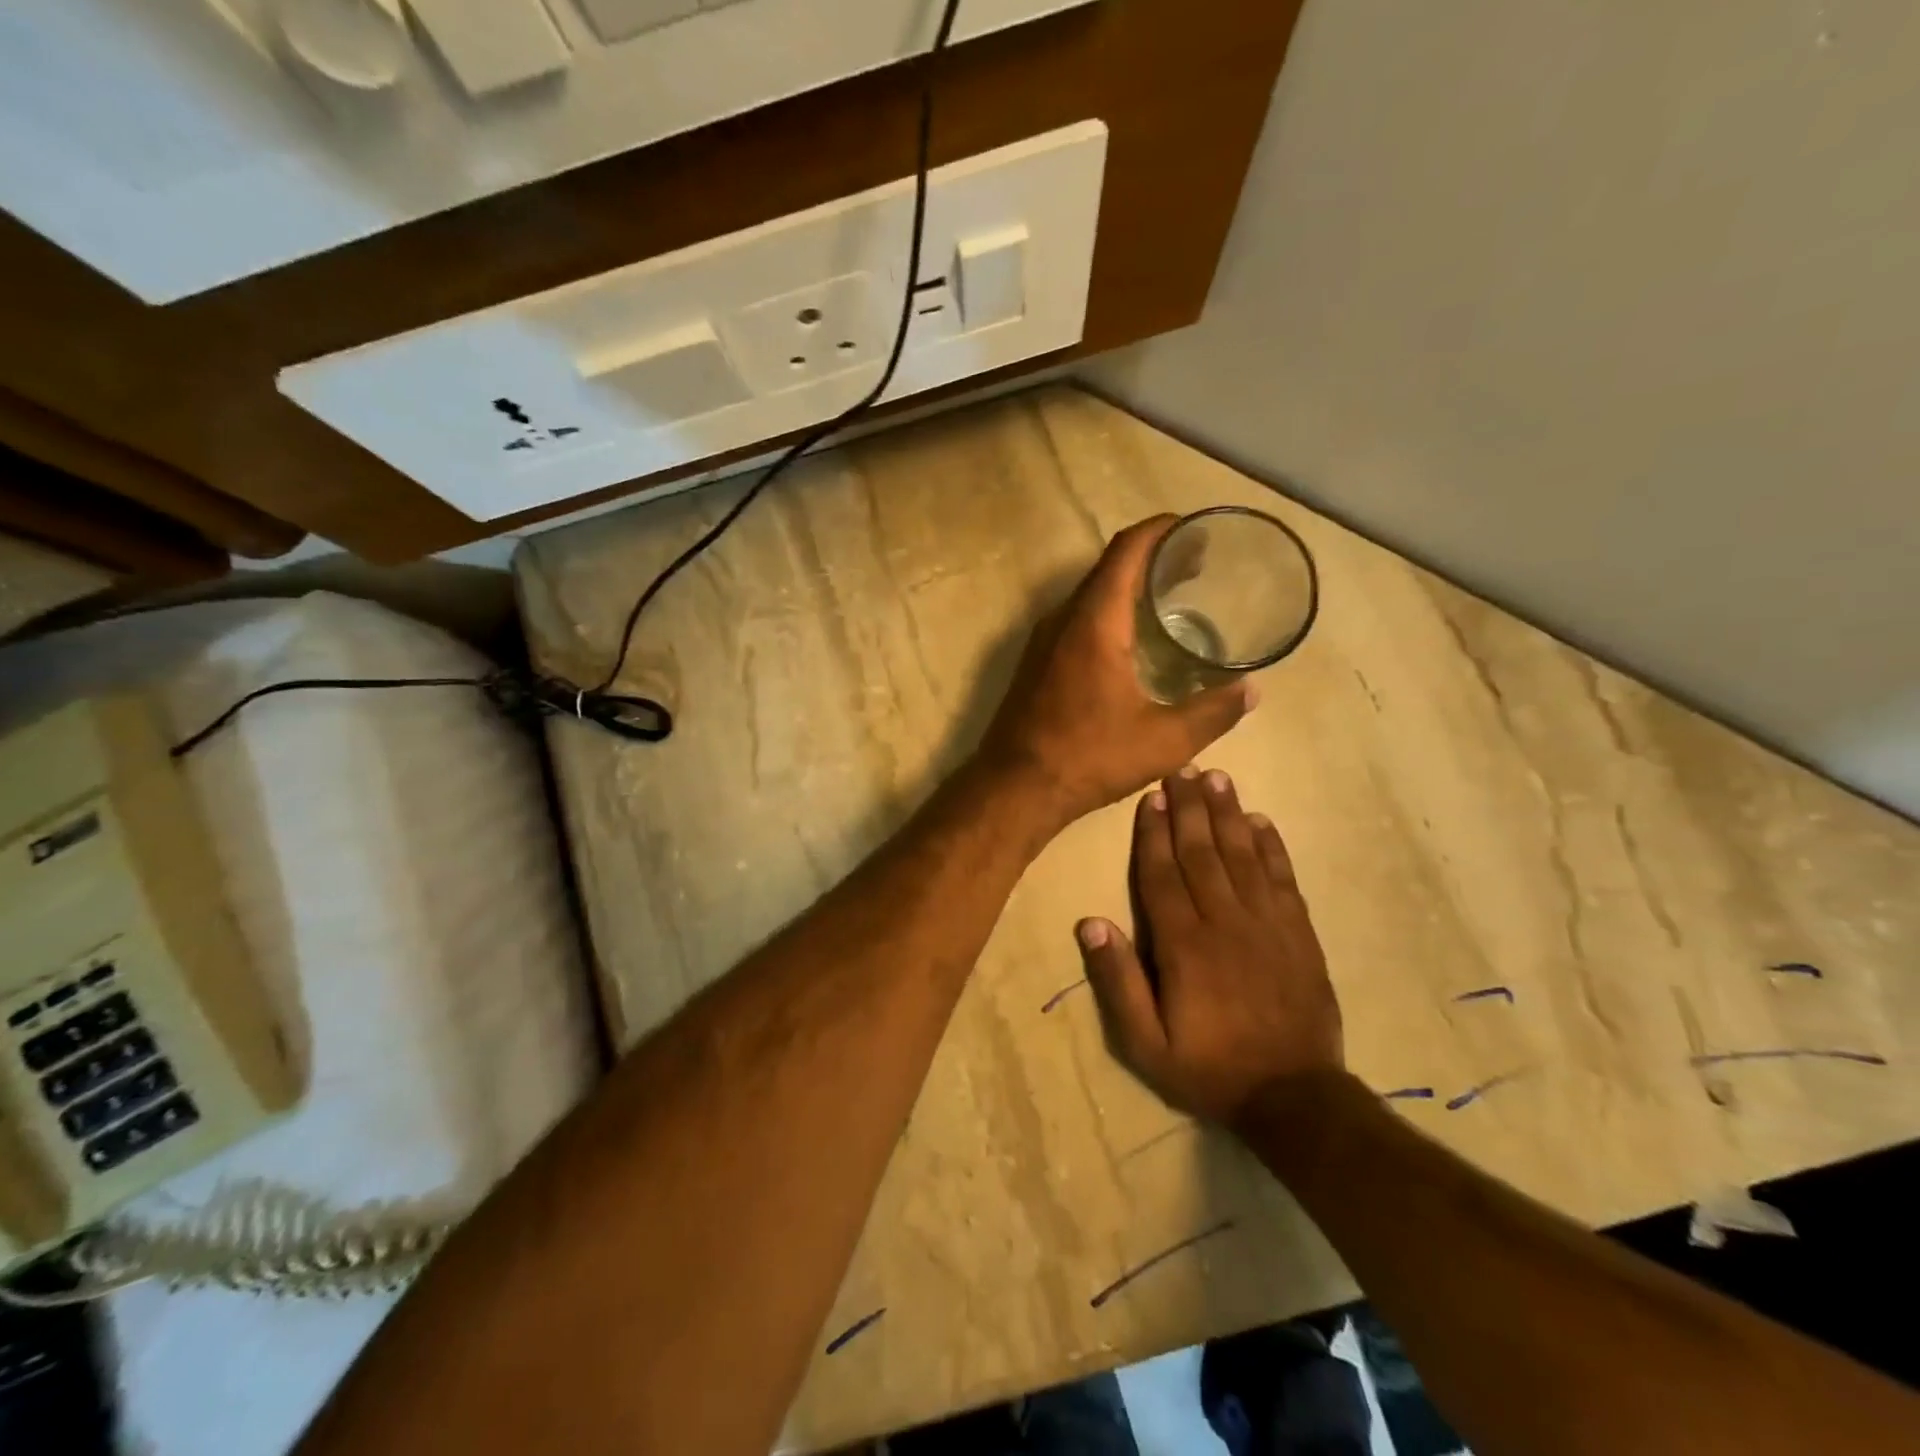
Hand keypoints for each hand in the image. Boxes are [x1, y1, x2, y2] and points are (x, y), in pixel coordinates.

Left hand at [977, 516, 1255, 829]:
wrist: (1015, 787)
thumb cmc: (1089, 757)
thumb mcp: (1164, 741)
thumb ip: (1214, 712)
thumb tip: (1253, 691)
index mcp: (1095, 622)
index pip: (1127, 550)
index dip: (1160, 530)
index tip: (1193, 528)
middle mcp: (1063, 619)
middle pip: (1109, 568)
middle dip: (1152, 558)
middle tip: (1195, 566)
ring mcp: (1043, 641)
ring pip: (1090, 595)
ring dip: (1127, 588)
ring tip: (1169, 599)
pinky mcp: (1035, 663)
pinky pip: (1076, 620)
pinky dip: (1107, 613)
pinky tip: (1131, 641)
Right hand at [1076, 767, 1343, 1126]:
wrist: (1294, 1097)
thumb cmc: (1209, 1069)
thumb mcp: (1145, 1044)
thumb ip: (1117, 982)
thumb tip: (1091, 923)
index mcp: (1183, 945)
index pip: (1162, 875)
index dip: (1153, 833)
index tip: (1150, 796)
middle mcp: (1225, 923)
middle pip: (1202, 853)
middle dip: (1189, 808)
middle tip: (1182, 768)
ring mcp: (1267, 925)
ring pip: (1242, 856)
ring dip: (1227, 814)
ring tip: (1217, 778)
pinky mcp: (1299, 934)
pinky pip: (1282, 879)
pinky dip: (1271, 847)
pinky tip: (1261, 821)